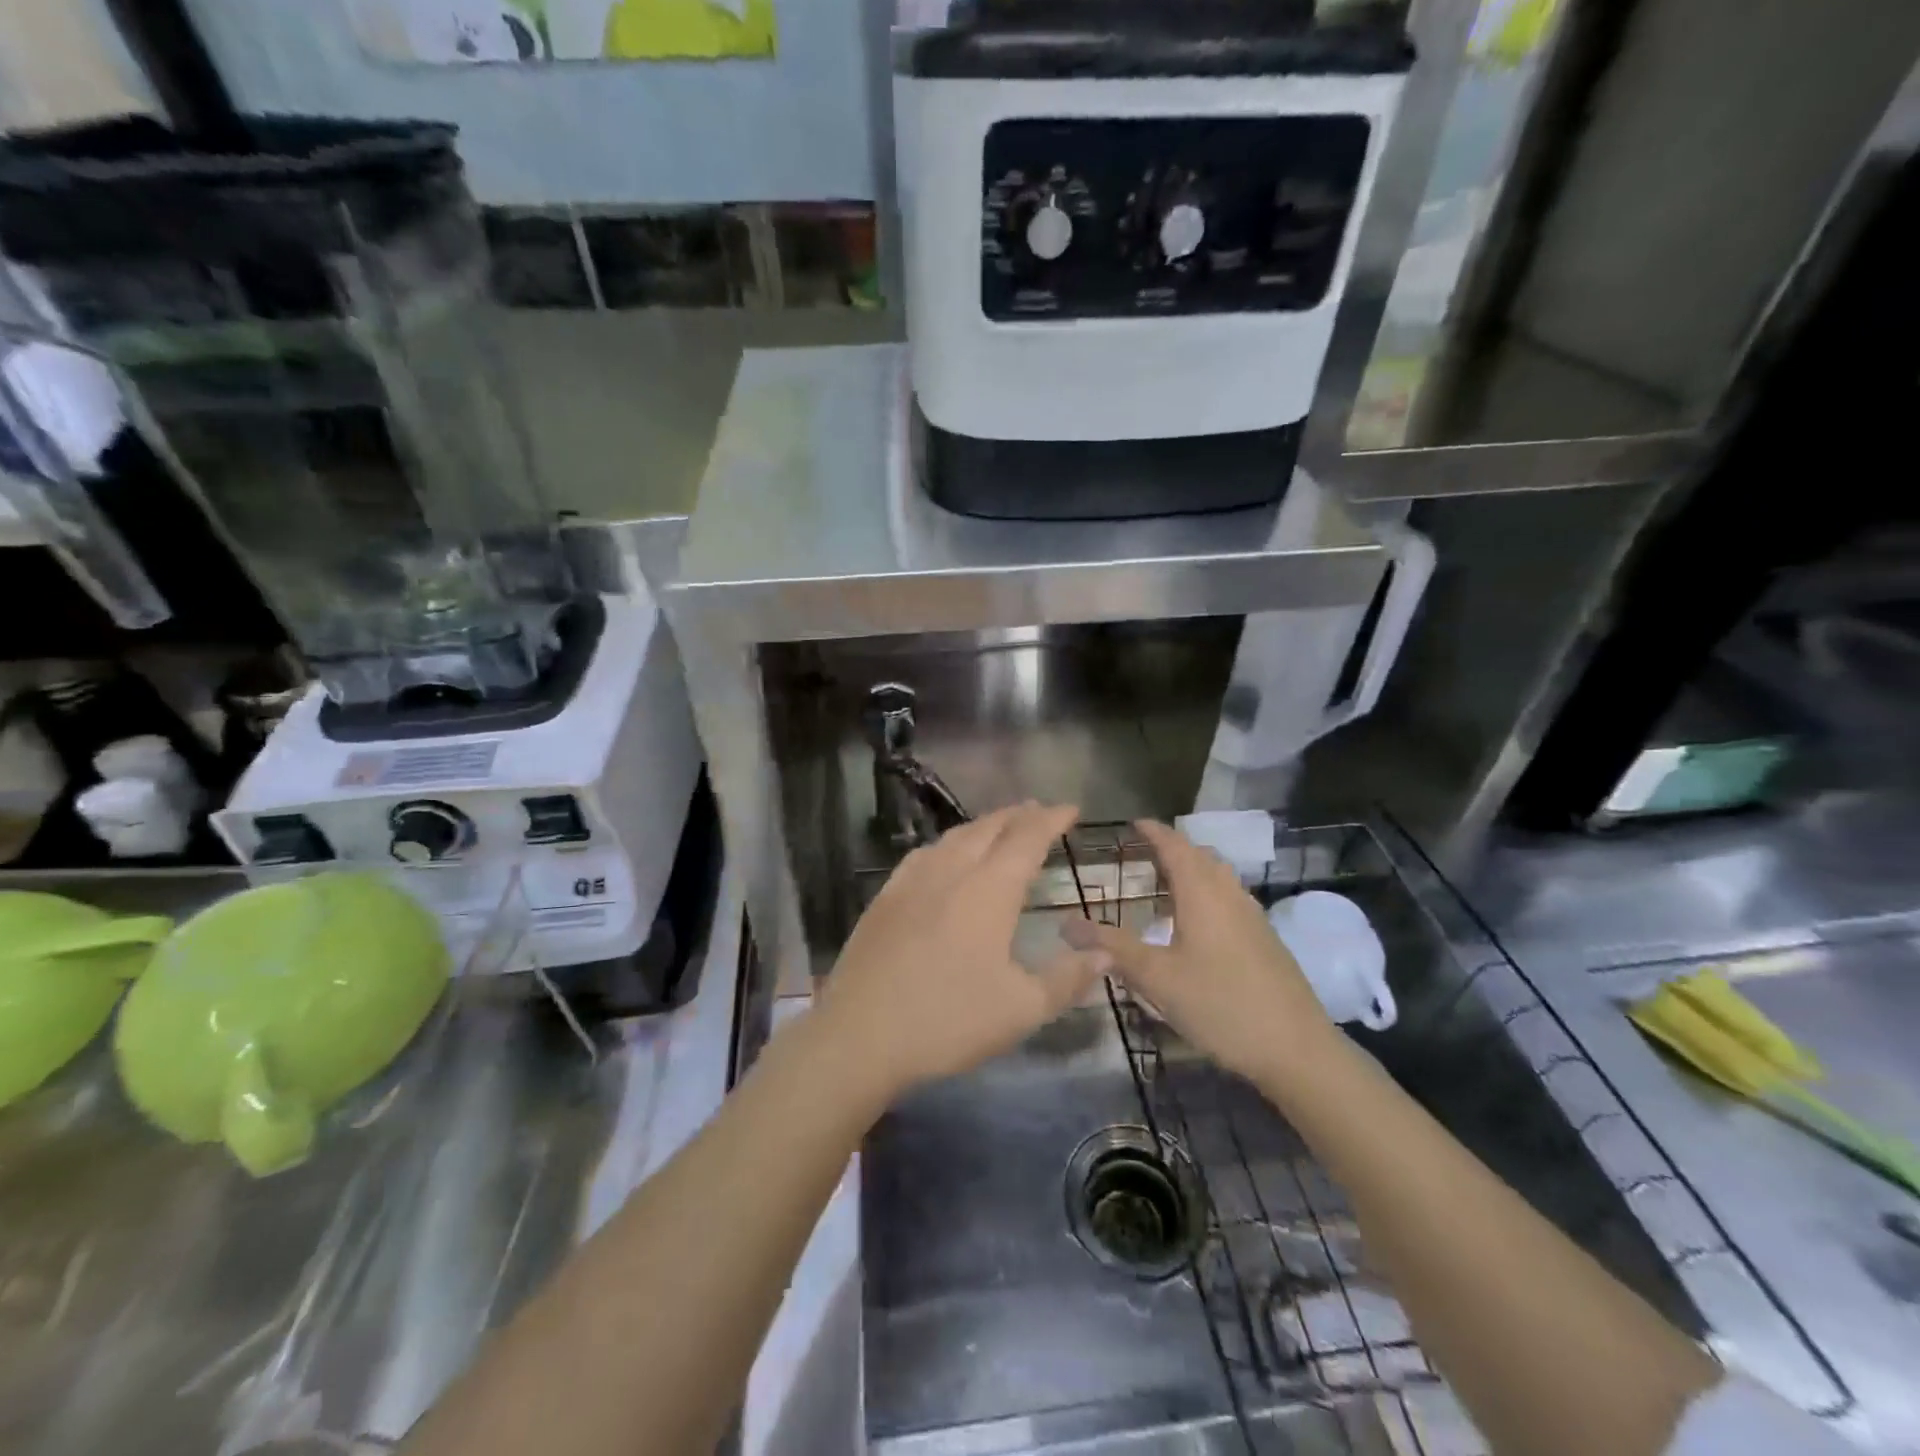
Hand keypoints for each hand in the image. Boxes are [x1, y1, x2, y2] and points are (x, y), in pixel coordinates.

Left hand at [811, 802, 1111, 1101]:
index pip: (1027, 839)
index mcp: (989, 890)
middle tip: (1038, 810)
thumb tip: (1105, 952)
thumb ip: (1066, 978)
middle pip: (989, 829)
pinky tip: (944, 856)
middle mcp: (951, 871)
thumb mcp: (1021, 1009)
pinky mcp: (885, 898)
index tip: (1070, 808)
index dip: (1050, 820)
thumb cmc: (948, 1020)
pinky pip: (923, 854)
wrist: (860, 1034)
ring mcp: (912, 881)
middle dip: (1018, 815)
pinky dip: (947, 844)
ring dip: (983, 826)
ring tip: (999, 826)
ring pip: (954, 837)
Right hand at [1062, 819, 1335, 1085]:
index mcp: (1202, 894)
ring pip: (1218, 876)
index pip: (1175, 847)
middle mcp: (1229, 894)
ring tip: (1165, 882)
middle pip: (1200, 856)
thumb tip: (1066, 924)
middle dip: (1172, 847)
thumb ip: (1112, 948)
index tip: (1134, 823)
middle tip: (1143, 851)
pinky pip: (1229, 896)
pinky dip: (1206, 891)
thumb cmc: (1220, 1005)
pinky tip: (1195, 922)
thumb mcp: (1157, 978)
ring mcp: (1252, 916)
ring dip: (1192, 869)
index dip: (1154, 832)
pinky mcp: (1264, 939)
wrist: (1297, 1048)